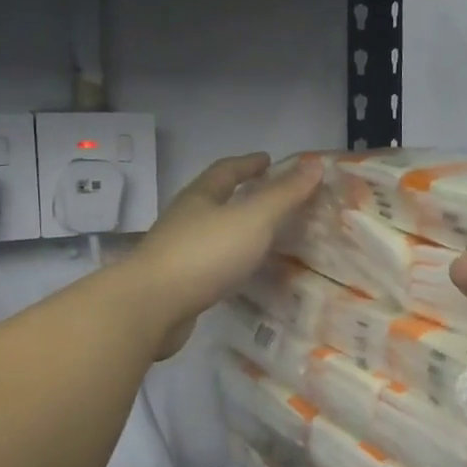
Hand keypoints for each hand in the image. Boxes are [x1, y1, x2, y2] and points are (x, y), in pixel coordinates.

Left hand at [125, 153, 323, 358]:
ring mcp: (177, 252)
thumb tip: (314, 163)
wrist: (152, 307)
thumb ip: (284, 194)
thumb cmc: (205, 254)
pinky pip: (209, 263)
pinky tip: (241, 272)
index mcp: (200, 197)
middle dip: (240, 194)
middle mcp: (185, 219)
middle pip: (214, 199)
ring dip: (234, 229)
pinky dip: (228, 260)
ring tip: (262, 236)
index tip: (268, 160)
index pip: (226, 170)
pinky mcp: (177, 284)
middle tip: (271, 197)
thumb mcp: (253, 219)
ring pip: (211, 232)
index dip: (248, 163)